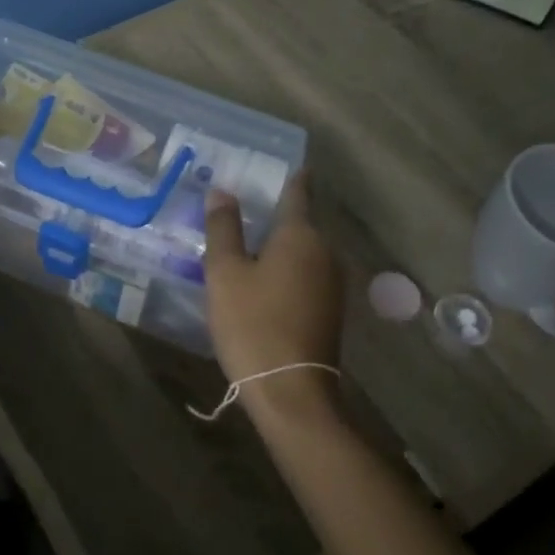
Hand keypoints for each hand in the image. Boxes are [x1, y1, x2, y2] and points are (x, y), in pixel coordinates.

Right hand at [204, 172, 343, 387]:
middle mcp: (325, 252)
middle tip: (244, 208)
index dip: (292, 177)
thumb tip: (222, 190)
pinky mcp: (330, 310)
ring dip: (280, 246)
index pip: (298, 193)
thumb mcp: (226, 273)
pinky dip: (286, 270)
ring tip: (247, 244)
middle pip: (300, 223)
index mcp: (301, 235)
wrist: (291, 390)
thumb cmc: (253, 323)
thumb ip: (224, 228)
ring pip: (303, 252)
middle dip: (276, 215)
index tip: (287, 164)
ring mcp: (332, 284)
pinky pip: (306, 275)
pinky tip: (263, 280)